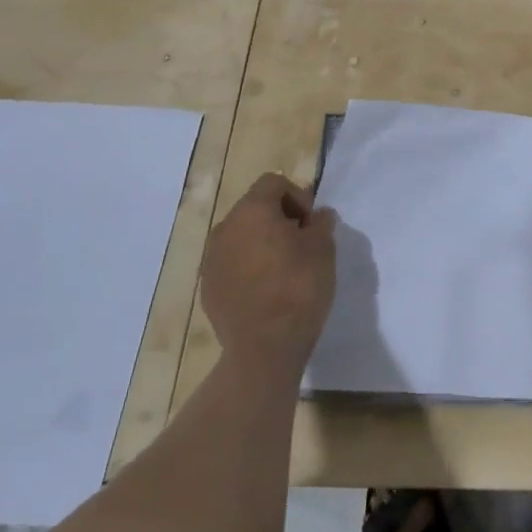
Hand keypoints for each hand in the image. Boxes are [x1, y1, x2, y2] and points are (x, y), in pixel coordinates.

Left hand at [202, 173, 337, 378]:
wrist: (264, 349)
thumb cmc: (298, 289)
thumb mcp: (323, 248)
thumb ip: (321, 223)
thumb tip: (317, 215)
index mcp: (252, 211)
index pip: (273, 182)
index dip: (297, 196)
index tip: (311, 223)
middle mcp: (225, 228)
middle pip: (254, 208)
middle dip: (279, 218)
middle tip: (302, 243)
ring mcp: (211, 260)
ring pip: (241, 236)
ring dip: (262, 242)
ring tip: (284, 268)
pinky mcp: (207, 287)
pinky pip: (231, 263)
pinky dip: (248, 266)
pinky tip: (266, 290)